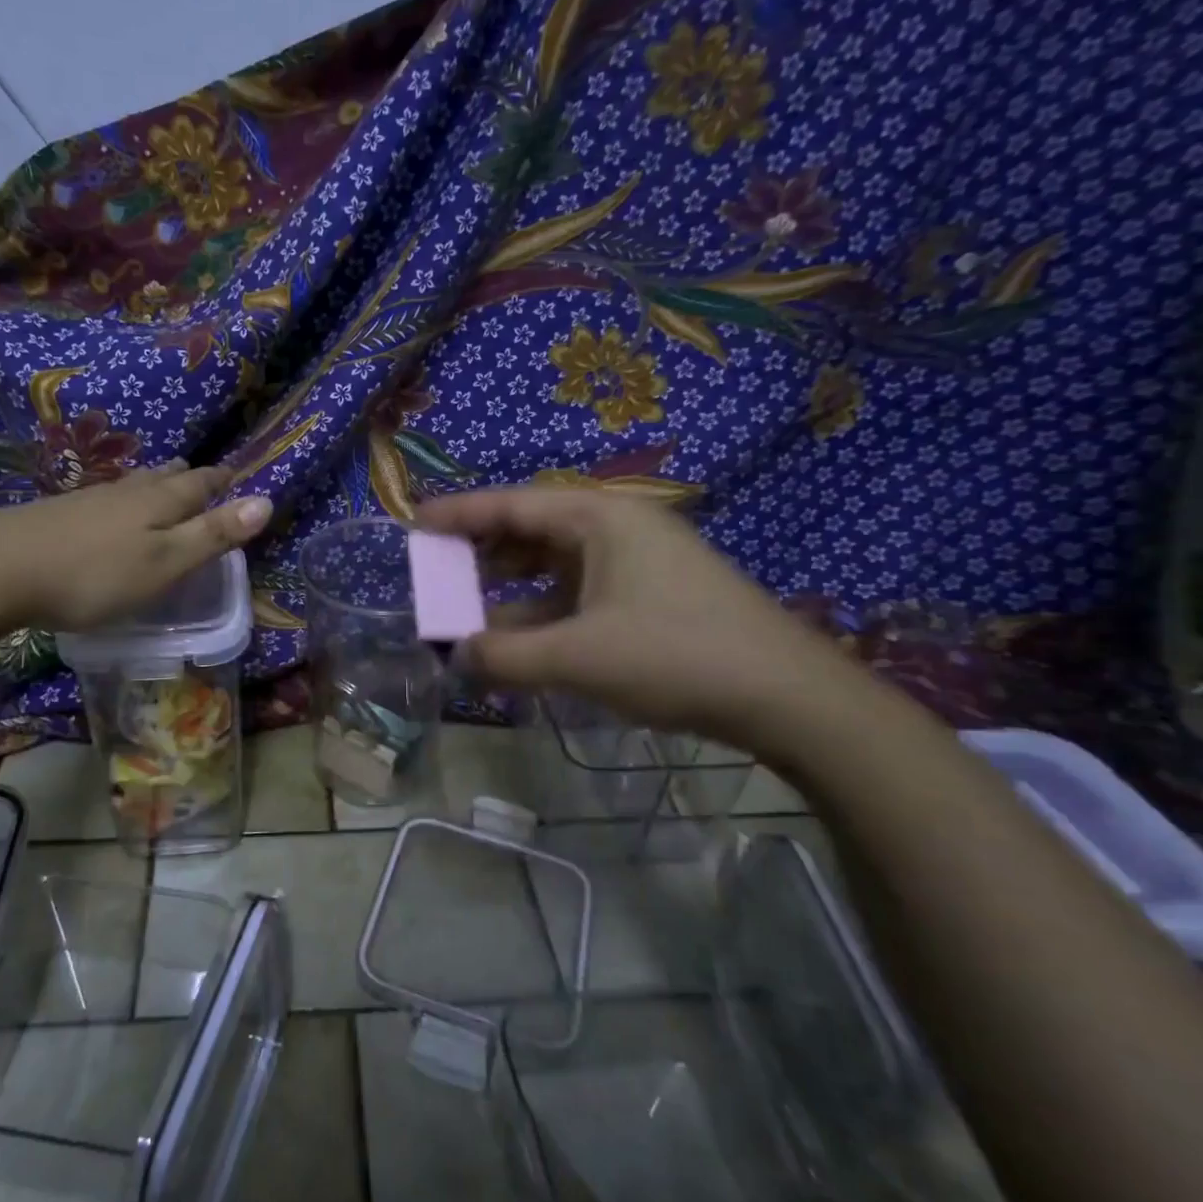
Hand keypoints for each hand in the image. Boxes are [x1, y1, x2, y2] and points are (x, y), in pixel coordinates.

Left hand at [0, 462, 272, 640]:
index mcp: (158, 503)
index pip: (200, 485)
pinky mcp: (55, 514)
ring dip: (153, 483)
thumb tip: (266, 501)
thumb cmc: (94, 574)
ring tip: (162, 481)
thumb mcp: (165, 563)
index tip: (237, 475)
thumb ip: (213, 535)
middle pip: (164, 478)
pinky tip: (108, 510)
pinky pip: (104, 499)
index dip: (222, 482)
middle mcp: (126, 493)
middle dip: (187, 477)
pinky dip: (121, 500)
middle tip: (201, 473)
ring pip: (131, 485)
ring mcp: (86, 500)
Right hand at [415, 485, 856, 751]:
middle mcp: (617, 528)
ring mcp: (639, 562)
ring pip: (555, 565)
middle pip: (532, 529)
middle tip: (436, 573)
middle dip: (481, 553)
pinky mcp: (652, 596)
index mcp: (599, 518)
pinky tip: (522, 640)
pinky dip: (544, 612)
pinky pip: (579, 593)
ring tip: (469, 611)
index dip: (458, 514)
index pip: (512, 504)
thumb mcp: (576, 657)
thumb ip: (504, 655)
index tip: (413, 524)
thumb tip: (455, 656)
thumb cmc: (675, 655)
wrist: (789, 697)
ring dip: (511, 588)